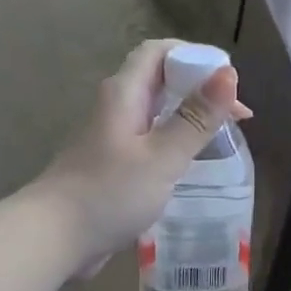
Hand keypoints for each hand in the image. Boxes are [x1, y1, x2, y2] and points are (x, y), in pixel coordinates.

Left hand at [36, 39, 252, 276]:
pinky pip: (147, 142)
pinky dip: (172, 143)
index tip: (228, 80)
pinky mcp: (110, 167)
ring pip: (154, 114)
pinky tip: (189, 165)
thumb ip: (195, 119)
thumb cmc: (109, 193)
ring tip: (220, 136)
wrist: (55, 237)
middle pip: (158, 81)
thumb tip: (228, 75)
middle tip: (236, 115)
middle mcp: (115, 108)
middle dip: (198, 89)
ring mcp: (110, 139)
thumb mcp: (162, 157)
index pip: (158, 52)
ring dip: (187, 118)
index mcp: (124, 94)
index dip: (195, 56)